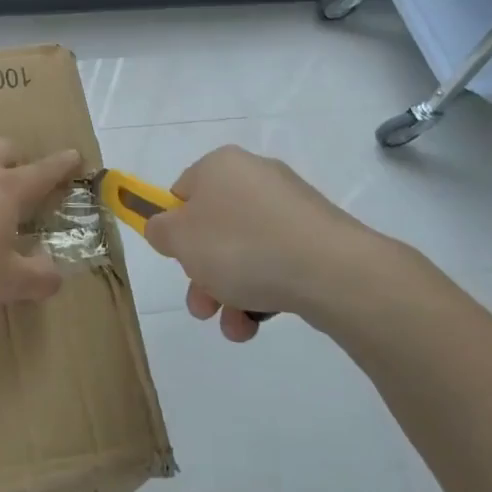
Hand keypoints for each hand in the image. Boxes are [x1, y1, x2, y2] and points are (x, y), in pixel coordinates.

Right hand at [142, 145, 432, 341]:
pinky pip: (276, 262)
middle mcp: (256, 176)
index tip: (176, 258)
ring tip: (234, 326)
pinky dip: (262, 291)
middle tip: (201, 304)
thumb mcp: (180, 239)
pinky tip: (257, 322)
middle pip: (213, 227)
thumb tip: (166, 228)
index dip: (173, 228)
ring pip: (244, 251)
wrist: (332, 270)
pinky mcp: (318, 236)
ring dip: (229, 291)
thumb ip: (160, 230)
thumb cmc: (241, 246)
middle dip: (202, 272)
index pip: (182, 192)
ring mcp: (291, 207)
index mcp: (220, 165)